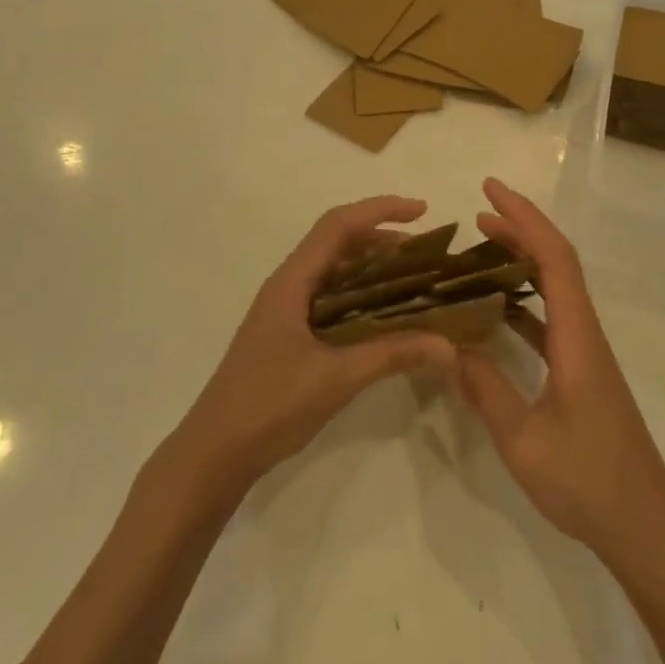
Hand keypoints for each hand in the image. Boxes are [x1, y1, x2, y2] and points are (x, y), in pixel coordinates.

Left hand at [173, 196, 456, 492]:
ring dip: (372, 268)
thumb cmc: (269, 405)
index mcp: (292, 282)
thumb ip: (392, 355)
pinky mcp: (288, 336)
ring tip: (415, 281)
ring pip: (334, 272)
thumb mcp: (336, 377)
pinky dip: (361, 297)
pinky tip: (385, 319)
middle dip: (382, 239)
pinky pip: (330, 300)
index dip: (380, 210)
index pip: (338, 225)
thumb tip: (449, 345)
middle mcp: (287, 287)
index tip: (422, 212)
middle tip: (427, 254)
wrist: (215, 453)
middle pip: (337, 243)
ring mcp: (285, 312)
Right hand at [456, 179, 664, 577]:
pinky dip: (523, 304)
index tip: (490, 192)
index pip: (554, 260)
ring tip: (479, 252)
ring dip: (522, 264)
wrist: (646, 528)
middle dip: (520, 231)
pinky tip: (494, 313)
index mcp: (577, 340)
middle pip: (557, 265)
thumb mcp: (523, 441)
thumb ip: (485, 390)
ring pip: (555, 292)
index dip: (524, 219)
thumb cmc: (589, 483)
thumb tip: (448, 346)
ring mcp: (587, 356)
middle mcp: (585, 336)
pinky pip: (551, 322)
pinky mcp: (583, 375)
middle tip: (477, 215)